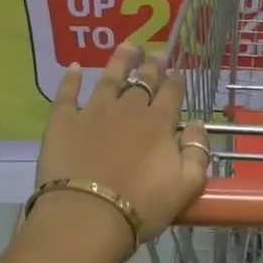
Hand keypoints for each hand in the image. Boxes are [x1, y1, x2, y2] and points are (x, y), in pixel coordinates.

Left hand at [34, 43, 207, 249]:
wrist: (87, 217)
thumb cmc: (141, 206)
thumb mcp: (186, 186)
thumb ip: (198, 152)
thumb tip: (197, 126)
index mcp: (159, 122)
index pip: (172, 93)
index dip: (177, 81)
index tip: (178, 72)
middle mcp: (129, 108)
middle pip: (144, 80)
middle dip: (152, 65)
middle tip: (156, 53)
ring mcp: (94, 111)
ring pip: (110, 78)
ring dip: (120, 60)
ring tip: (127, 45)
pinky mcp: (64, 121)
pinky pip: (68, 93)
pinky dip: (71, 79)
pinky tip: (74, 67)